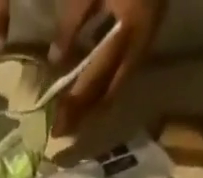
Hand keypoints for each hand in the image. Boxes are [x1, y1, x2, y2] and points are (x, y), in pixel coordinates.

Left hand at [49, 0, 165, 130]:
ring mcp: (146, 41)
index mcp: (128, 29)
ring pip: (118, 86)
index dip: (75, 103)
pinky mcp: (147, 35)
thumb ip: (73, 21)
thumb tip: (55, 60)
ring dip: (95, 105)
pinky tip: (89, 92)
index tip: (56, 125)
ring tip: (74, 118)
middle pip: (109, 92)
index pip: (95, 78)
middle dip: (85, 114)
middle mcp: (140, 43)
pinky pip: (124, 72)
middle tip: (63, 131)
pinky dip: (105, 86)